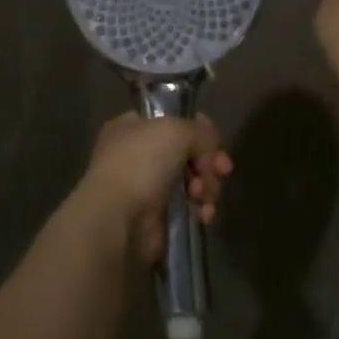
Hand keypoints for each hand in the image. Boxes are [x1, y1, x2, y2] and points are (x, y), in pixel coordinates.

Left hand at [80, 114, 231, 265]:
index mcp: (132, 127)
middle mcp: (138, 154)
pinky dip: (200, 208)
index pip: (172, 121)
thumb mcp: (175, 130)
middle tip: (220, 169)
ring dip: (206, 186)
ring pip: (192, 180)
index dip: (197, 130)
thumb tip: (210, 143)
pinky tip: (203, 213)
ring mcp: (147, 187)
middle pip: (187, 152)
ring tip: (202, 194)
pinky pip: (189, 207)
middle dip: (207, 161)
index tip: (215, 142)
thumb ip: (199, 131)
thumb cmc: (141, 163)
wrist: (118, 217)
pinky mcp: (158, 217)